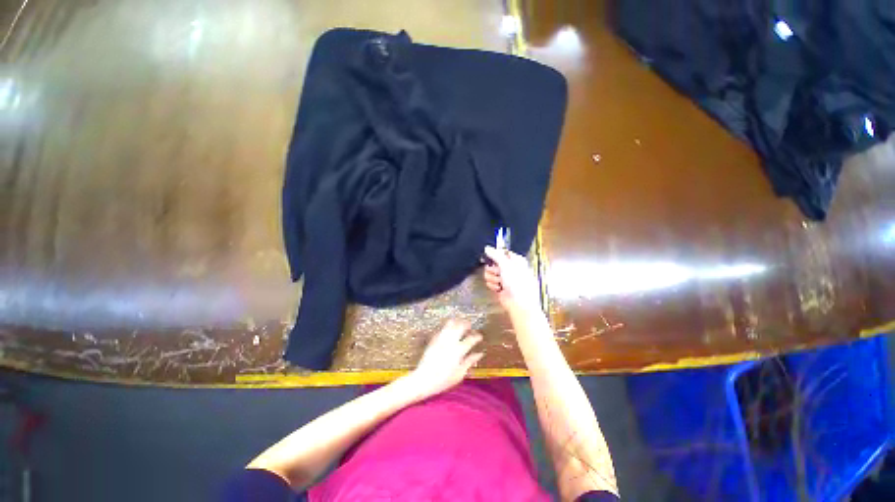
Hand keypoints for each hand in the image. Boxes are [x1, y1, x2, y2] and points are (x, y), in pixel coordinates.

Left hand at [408, 319, 482, 399]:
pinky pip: (442, 328)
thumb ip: (470, 361)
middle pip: (460, 326)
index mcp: (459, 350)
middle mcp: (450, 341)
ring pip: (450, 324)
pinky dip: (448, 326)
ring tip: (460, 324)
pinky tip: (449, 330)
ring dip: (457, 322)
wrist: (423, 379)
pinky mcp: (433, 339)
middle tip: (470, 326)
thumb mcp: (460, 374)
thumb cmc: (443, 380)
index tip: (480, 337)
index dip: (477, 336)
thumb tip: (479, 354)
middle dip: (467, 324)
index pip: (471, 339)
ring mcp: (441, 339)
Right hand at [483, 246, 540, 313]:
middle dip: (493, 269)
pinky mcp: (499, 287)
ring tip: (500, 283)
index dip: (495, 255)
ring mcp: (504, 278)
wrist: (518, 303)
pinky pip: (490, 282)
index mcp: (516, 260)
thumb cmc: (517, 283)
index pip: (502, 253)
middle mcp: (510, 268)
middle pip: (493, 263)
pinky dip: (493, 285)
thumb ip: (495, 255)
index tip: (490, 258)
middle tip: (498, 273)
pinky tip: (499, 289)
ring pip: (490, 273)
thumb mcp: (506, 265)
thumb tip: (487, 248)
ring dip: (493, 278)